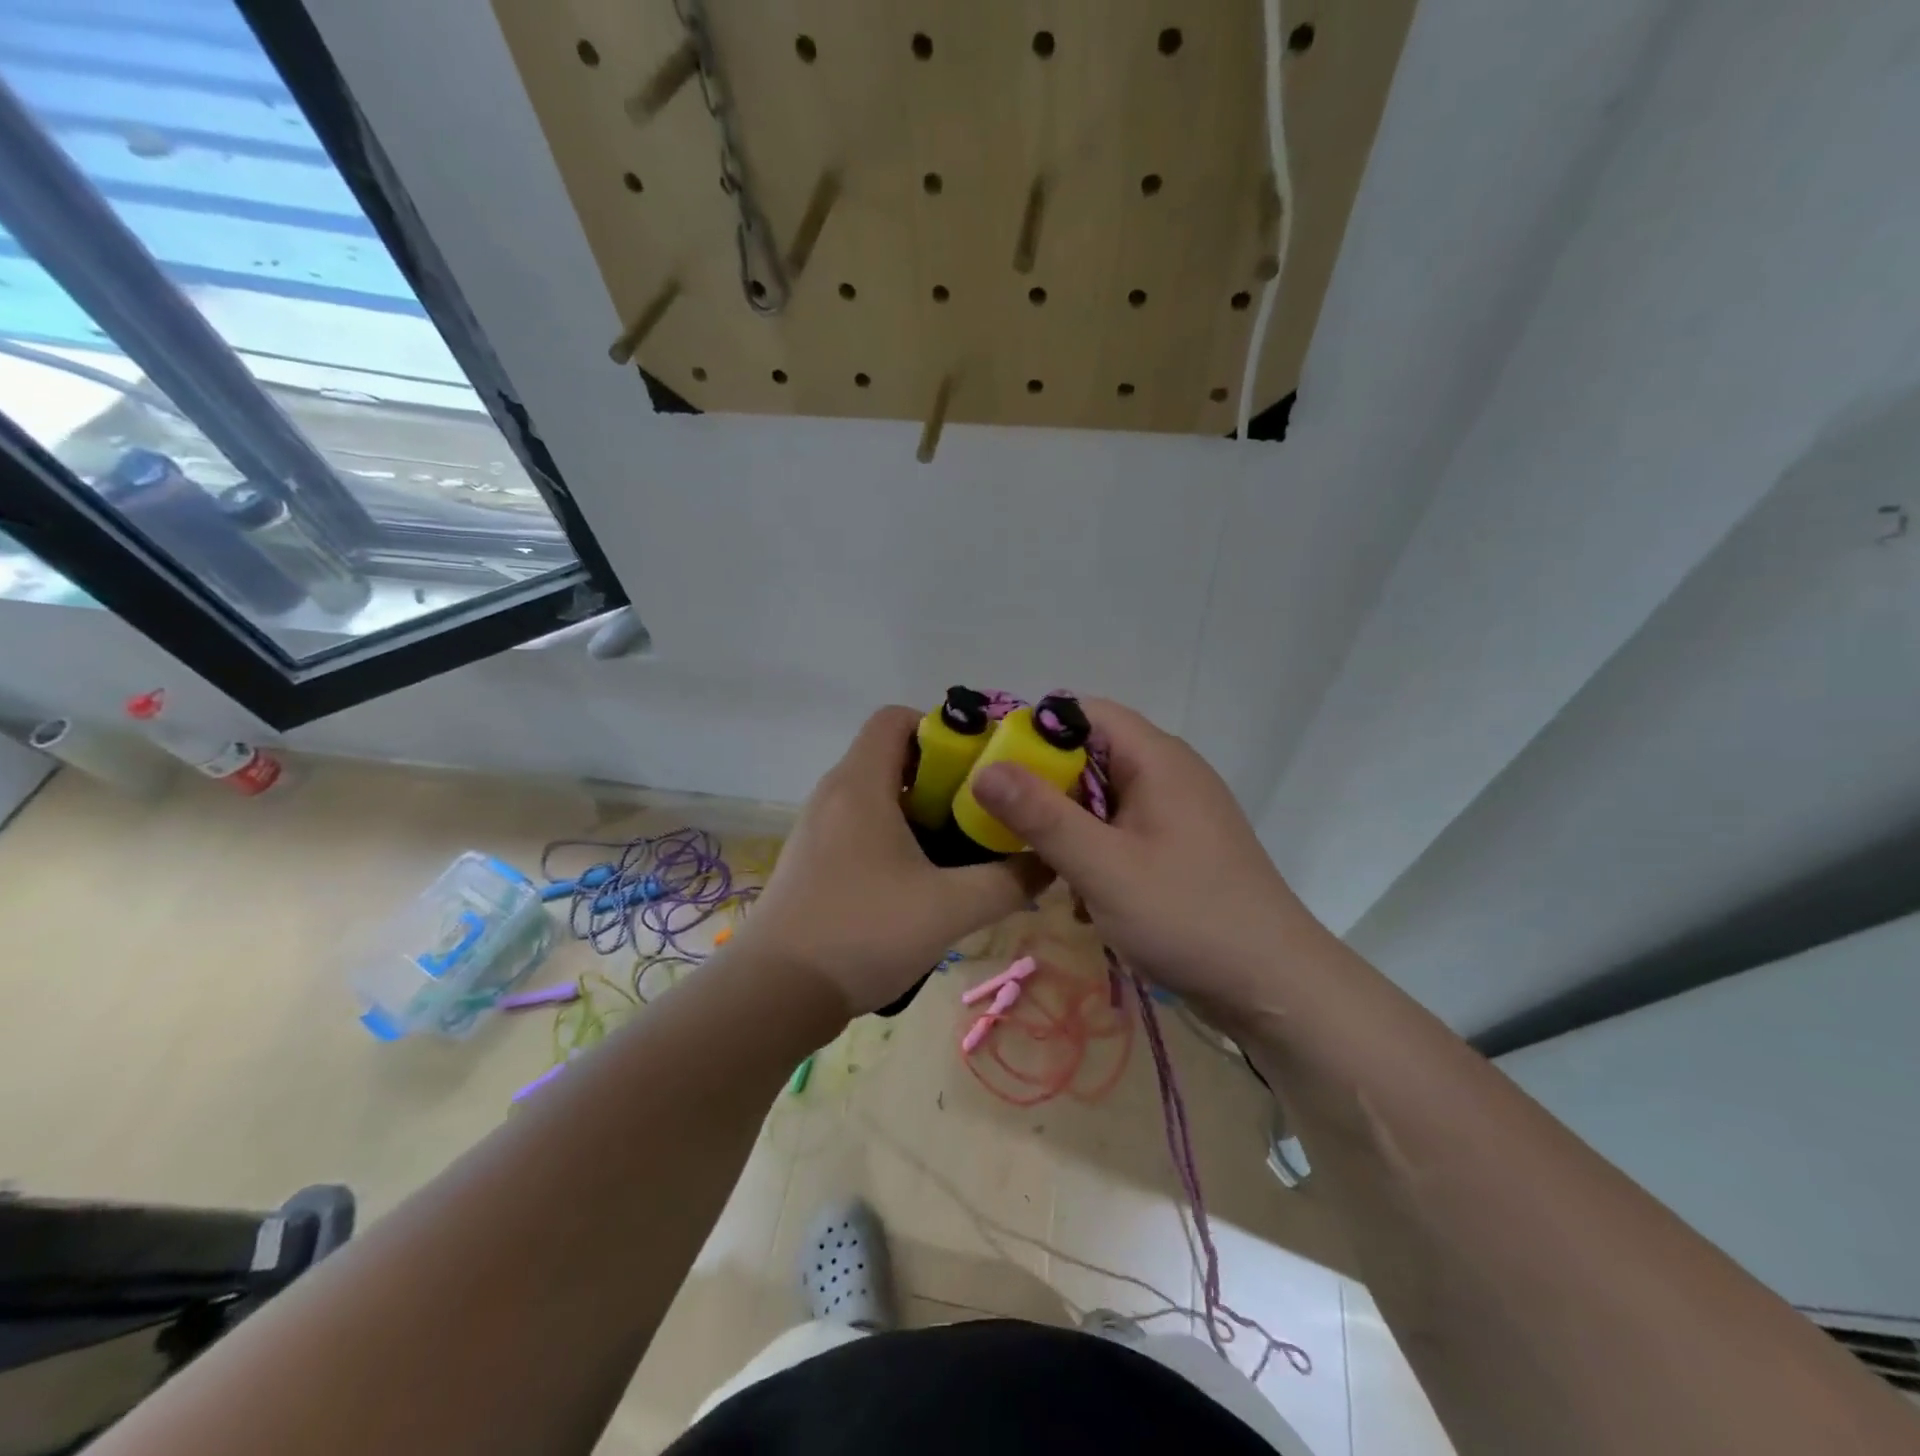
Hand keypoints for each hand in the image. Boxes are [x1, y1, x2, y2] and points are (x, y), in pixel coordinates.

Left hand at [739, 707, 1050, 1015]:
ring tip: (961, 847)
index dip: (941, 729)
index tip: (979, 765)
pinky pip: (860, 826)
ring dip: (920, 811)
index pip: (896, 718)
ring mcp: (818, 828)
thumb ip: (1009, 882)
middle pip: (891, 756)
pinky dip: (895, 836)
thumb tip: (1049, 863)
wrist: (774, 995)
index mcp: (860, 783)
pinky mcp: (812, 861)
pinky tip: (922, 880)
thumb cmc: (862, 933)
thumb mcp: (950, 908)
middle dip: (942, 776)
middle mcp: (834, 794)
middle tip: (983, 810)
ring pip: (877, 795)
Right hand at [967, 699, 1325, 1019]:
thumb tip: (984, 769)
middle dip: (1045, 786)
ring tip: (1041, 865)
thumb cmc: (1187, 917)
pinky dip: (1095, 852)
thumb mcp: (1103, 867)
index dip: (1034, 731)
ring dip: (1068, 826)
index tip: (993, 768)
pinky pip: (1122, 830)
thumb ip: (1041, 816)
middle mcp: (1169, 773)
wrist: (1276, 988)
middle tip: (1003, 823)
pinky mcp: (1181, 848)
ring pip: (1103, 798)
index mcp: (1156, 759)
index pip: (1084, 713)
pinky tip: (1083, 897)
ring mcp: (1178, 812)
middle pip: (1090, 755)